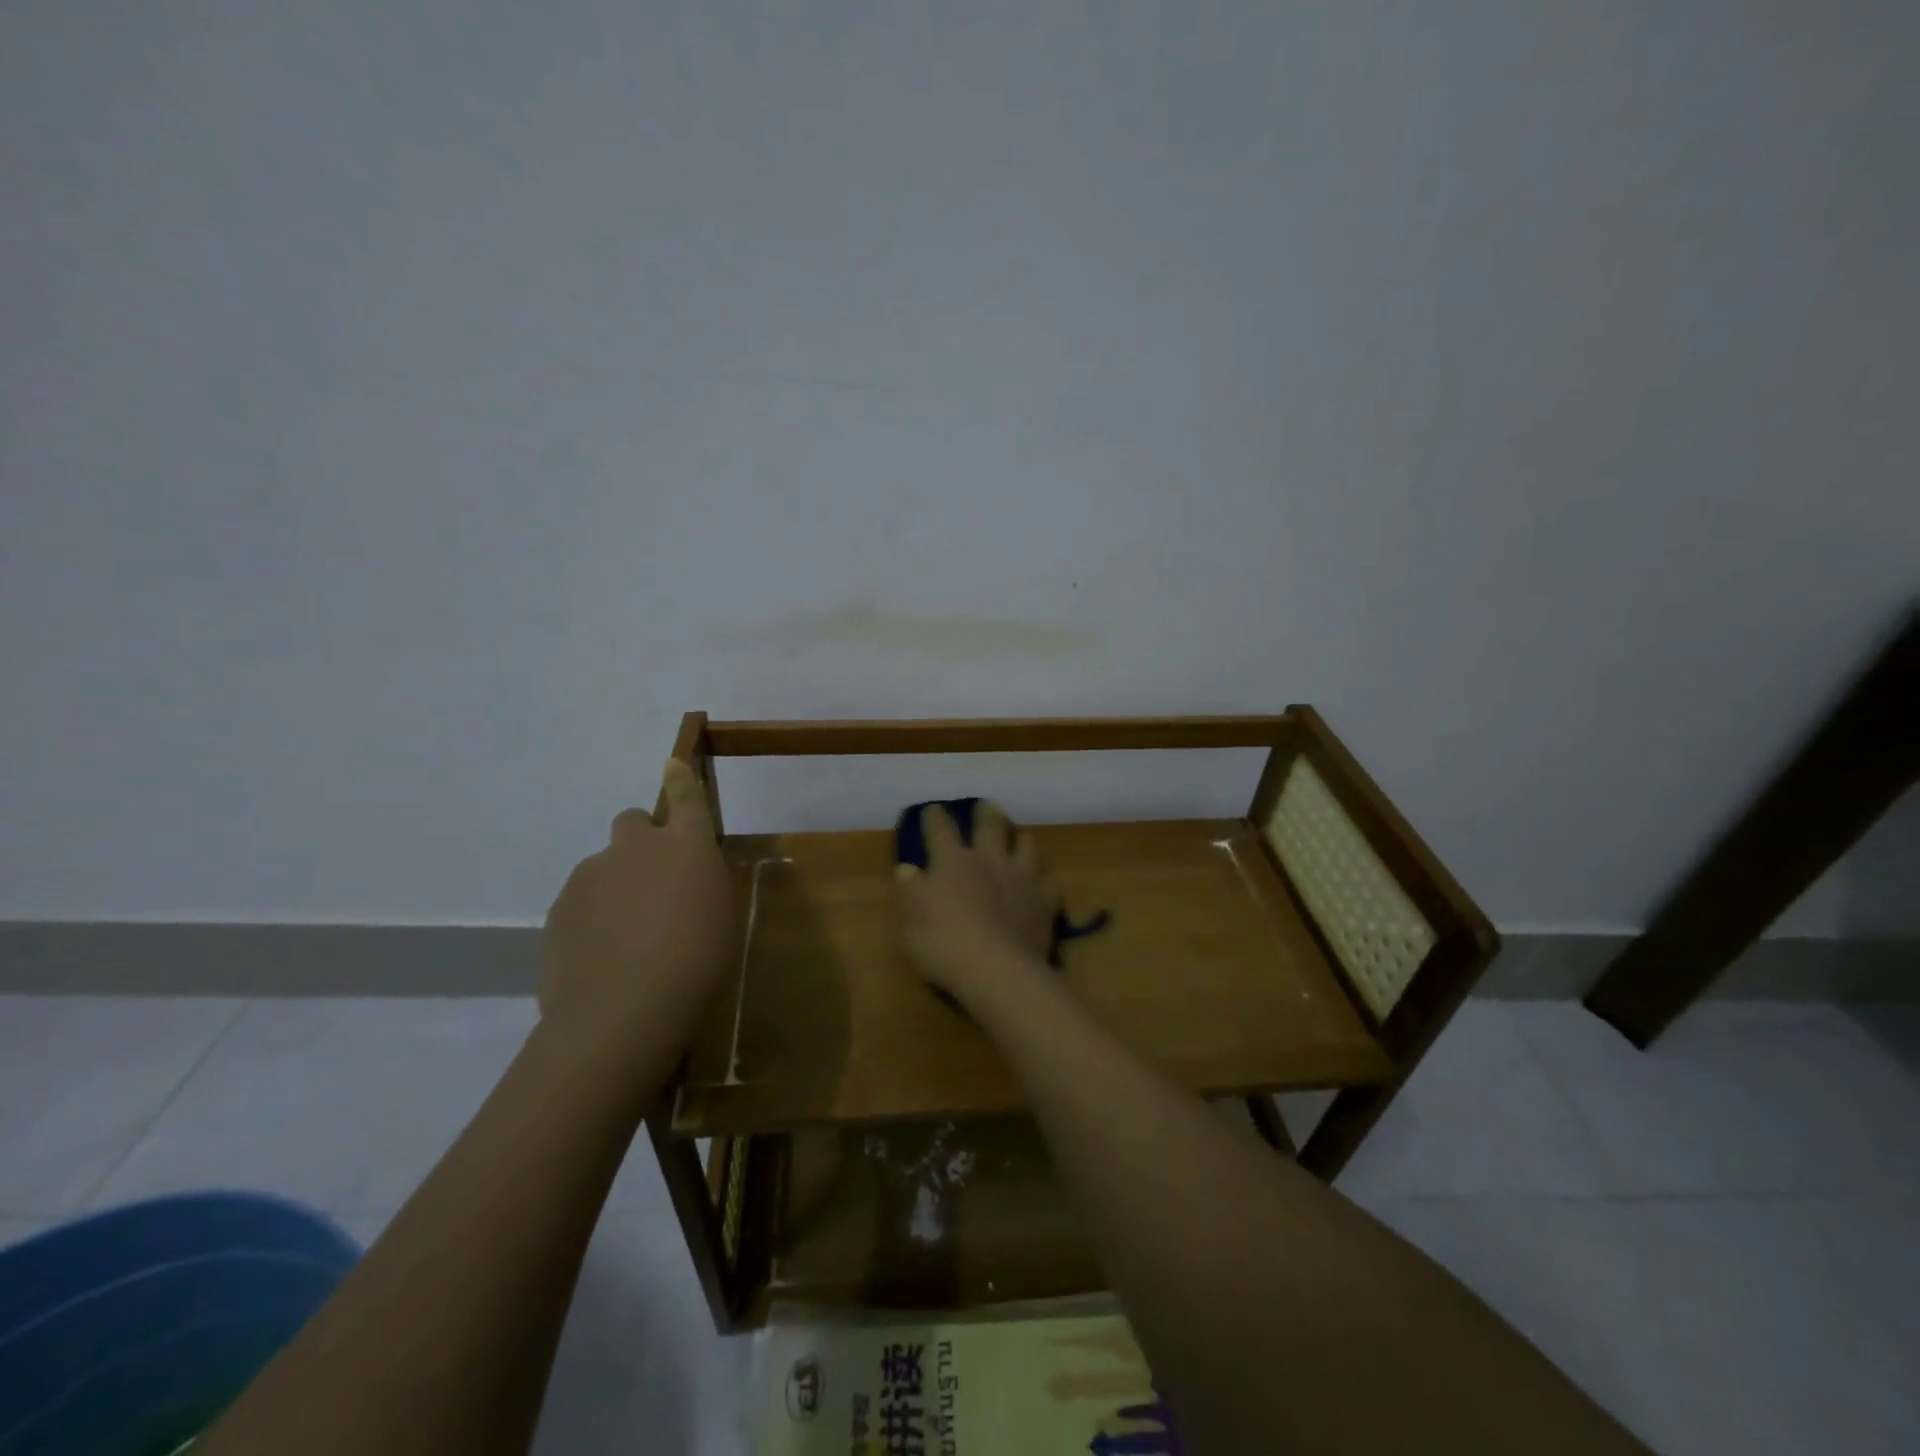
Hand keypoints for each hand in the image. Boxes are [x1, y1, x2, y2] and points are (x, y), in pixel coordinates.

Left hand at [539, 759, 739, 1043]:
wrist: (624, 1010)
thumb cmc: (697, 959)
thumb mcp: (722, 915)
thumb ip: (704, 881)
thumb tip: (689, 872)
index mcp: (684, 844)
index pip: (685, 796)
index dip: (680, 778)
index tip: (672, 765)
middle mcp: (633, 847)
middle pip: (631, 822)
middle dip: (640, 843)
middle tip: (653, 884)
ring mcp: (590, 876)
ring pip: (603, 868)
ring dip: (616, 887)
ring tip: (629, 939)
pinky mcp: (558, 910)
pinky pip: (580, 903)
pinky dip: (592, 920)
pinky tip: (604, 959)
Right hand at [894, 800, 1055, 1003]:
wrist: (996, 970)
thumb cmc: (943, 943)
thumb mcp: (911, 919)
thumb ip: (911, 890)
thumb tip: (907, 868)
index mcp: (953, 861)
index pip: (941, 830)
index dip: (935, 818)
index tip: (933, 809)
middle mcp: (989, 860)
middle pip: (990, 826)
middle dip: (986, 814)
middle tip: (986, 805)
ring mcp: (1022, 878)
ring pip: (1026, 845)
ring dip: (1019, 837)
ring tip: (1018, 835)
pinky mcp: (1045, 901)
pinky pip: (1049, 881)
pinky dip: (1043, 878)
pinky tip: (1042, 880)